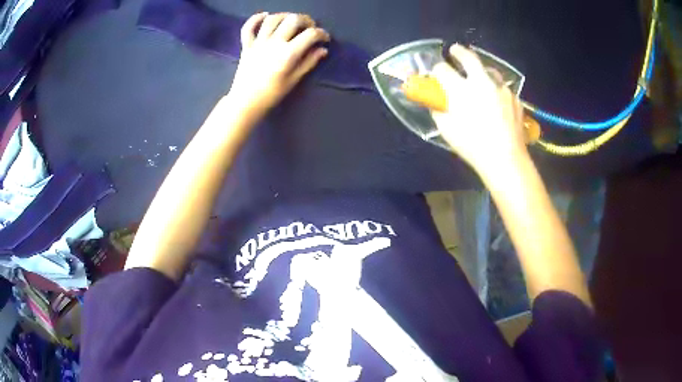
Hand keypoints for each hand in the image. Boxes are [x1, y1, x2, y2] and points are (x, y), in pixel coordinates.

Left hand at [228, 12, 329, 118]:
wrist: (245, 102)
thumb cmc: (271, 94)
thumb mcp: (294, 80)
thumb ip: (309, 62)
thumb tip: (322, 50)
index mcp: (288, 54)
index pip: (310, 35)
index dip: (321, 34)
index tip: (325, 39)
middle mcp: (274, 43)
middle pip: (293, 20)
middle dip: (306, 20)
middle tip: (310, 28)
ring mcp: (258, 42)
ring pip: (273, 19)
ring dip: (285, 16)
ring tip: (291, 21)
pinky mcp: (247, 45)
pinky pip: (248, 27)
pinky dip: (256, 18)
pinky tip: (265, 15)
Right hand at [431, 44, 527, 176]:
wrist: (505, 158)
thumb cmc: (472, 145)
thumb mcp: (447, 129)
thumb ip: (438, 110)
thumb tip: (436, 101)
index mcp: (460, 89)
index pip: (442, 69)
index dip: (437, 70)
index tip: (436, 74)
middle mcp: (481, 82)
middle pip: (468, 57)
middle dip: (459, 52)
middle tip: (454, 51)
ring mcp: (501, 89)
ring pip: (490, 70)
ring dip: (482, 70)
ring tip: (480, 77)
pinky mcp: (515, 99)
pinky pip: (503, 89)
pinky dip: (497, 91)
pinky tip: (497, 102)